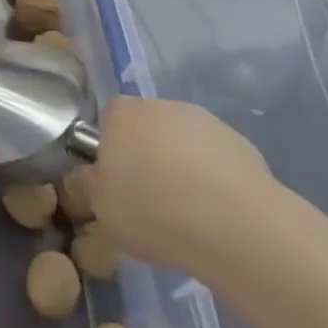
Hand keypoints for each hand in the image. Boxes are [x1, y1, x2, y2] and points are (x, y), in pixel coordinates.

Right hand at [92, 96, 276, 275]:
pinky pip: (213, 160)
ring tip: (187, 216)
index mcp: (121, 114)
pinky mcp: (239, 142)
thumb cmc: (153, 210)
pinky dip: (212, 180)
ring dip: (180, 169)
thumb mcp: (102, 211)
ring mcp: (202, 120)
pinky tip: (217, 214)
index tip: (116, 189)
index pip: (106, 124)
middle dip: (145, 160)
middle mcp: (159, 104)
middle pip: (145, 131)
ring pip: (181, 145)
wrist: (234, 223)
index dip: (109, 156)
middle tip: (148, 204)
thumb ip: (88, 190)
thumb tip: (88, 183)